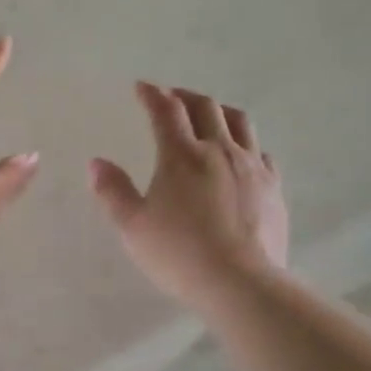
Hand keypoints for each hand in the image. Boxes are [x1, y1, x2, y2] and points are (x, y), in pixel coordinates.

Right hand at [90, 82, 288, 308]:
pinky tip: (240, 154)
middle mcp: (219, 150)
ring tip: (209, 115)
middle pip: (205, 107)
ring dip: (219, 110)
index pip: (165, 111)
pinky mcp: (273, 187)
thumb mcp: (133, 226)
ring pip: (239, 121)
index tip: (142, 87)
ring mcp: (251, 166)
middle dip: (184, 96)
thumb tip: (97, 162)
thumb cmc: (179, 254)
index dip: (152, 94)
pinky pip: (261, 151)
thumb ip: (113, 191)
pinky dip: (245, 142)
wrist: (242, 283)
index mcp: (181, 156)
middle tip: (171, 98)